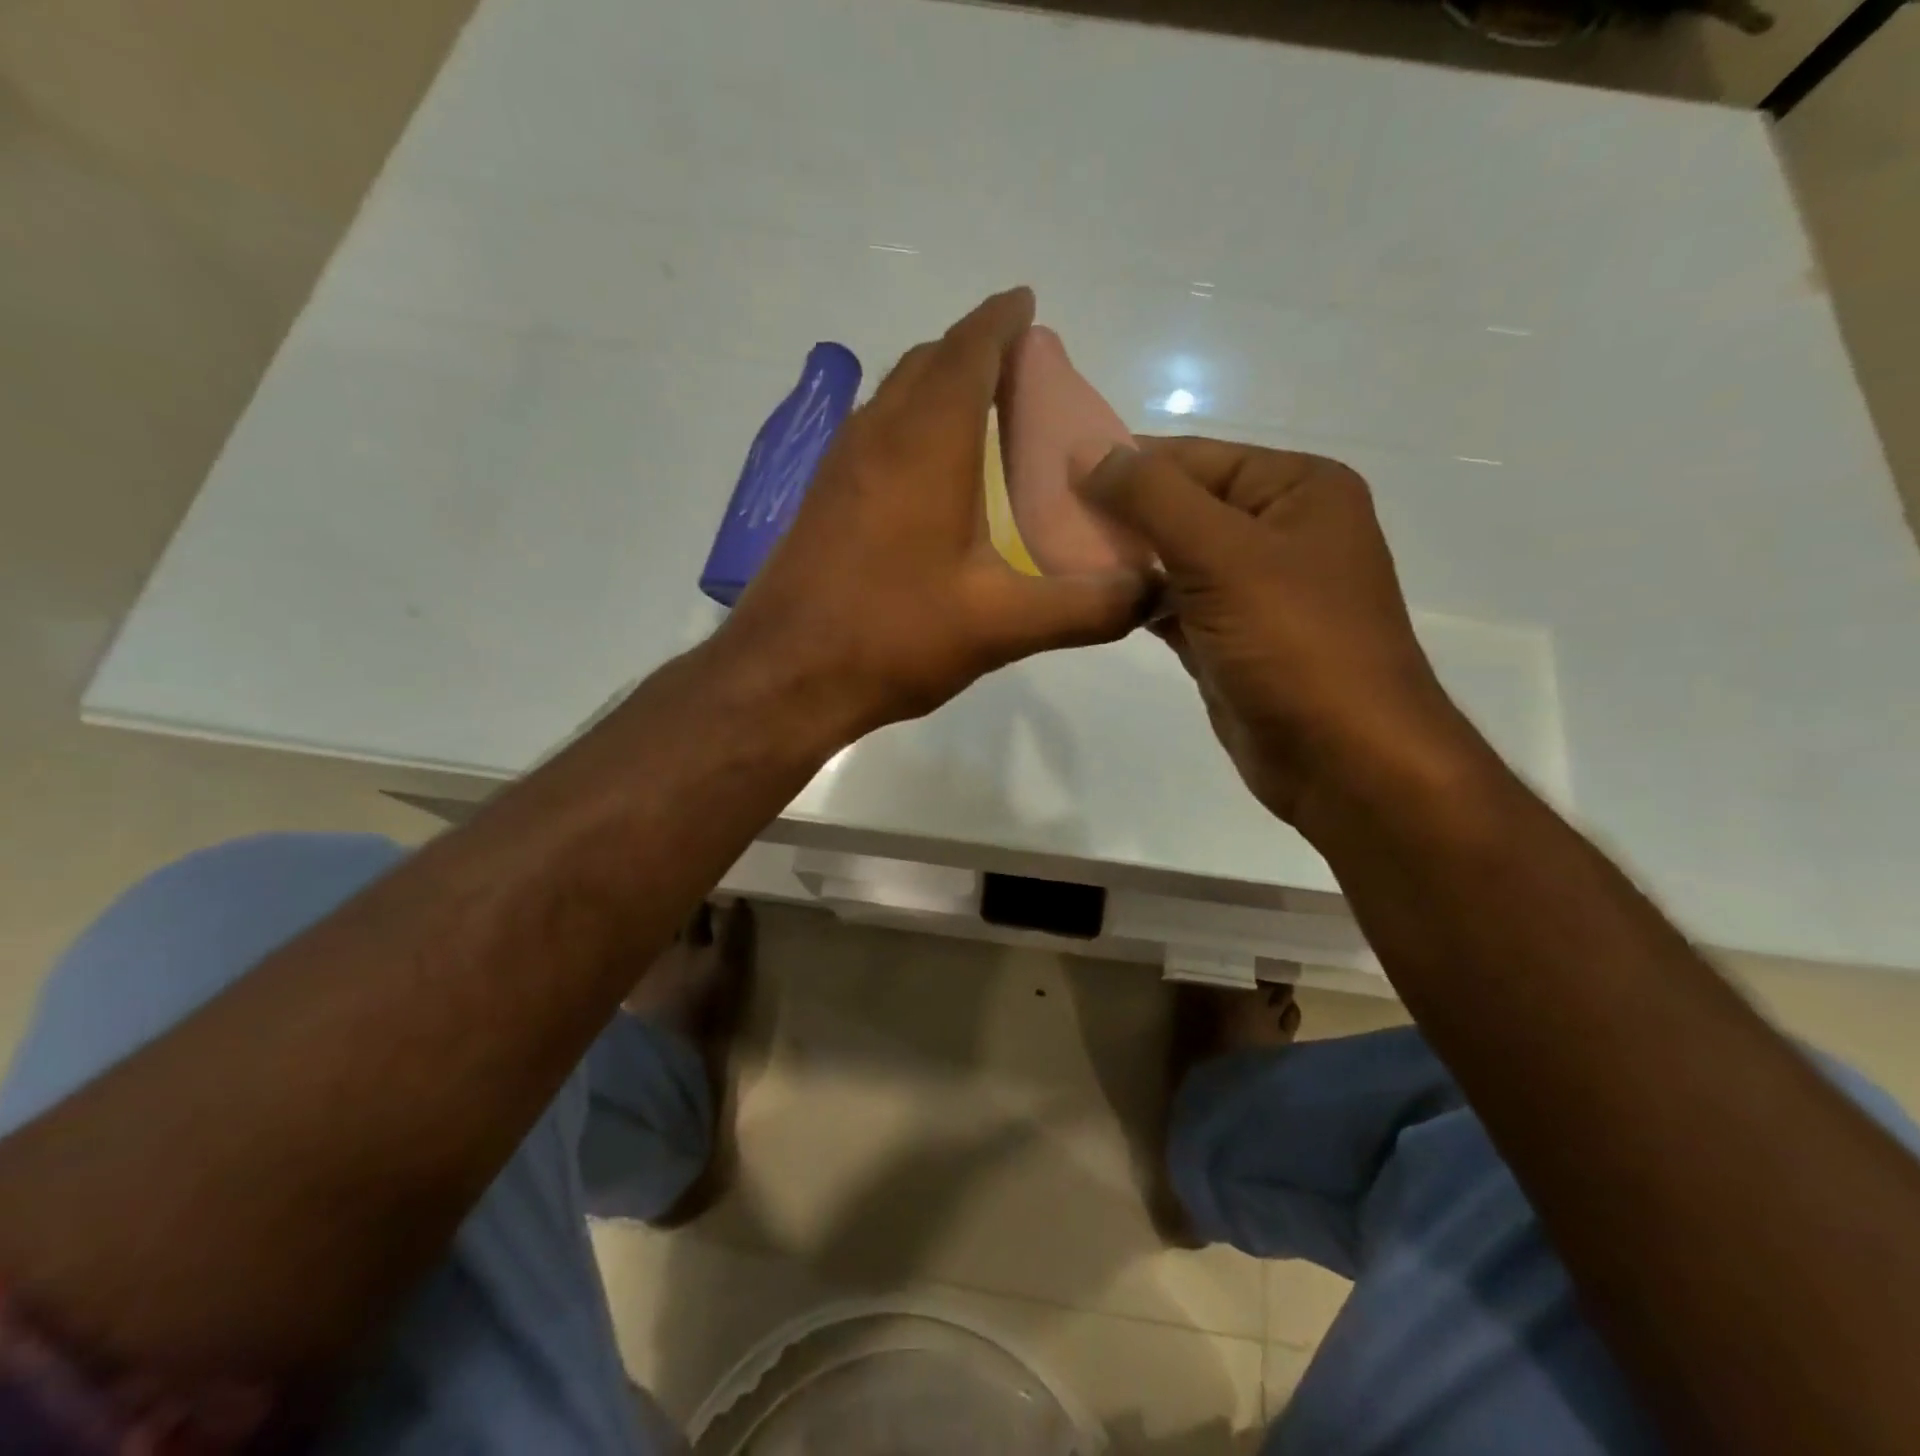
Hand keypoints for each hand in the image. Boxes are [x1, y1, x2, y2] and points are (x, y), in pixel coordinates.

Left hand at [716, 289, 1152, 742]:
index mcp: (927, 442)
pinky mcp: (822, 500)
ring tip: (987, 416)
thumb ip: (1085, 607)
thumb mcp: (1001, 626)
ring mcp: (840, 466)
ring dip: (939, 388)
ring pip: (895, 397)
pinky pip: (874, 436)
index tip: (1029, 306)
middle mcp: (878, 434)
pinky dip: (911, 428)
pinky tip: (933, 478)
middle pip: (929, 363)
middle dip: (976, 351)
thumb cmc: (893, 636)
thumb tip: (1153, 591)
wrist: (784, 676)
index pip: (969, 348)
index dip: (1002, 320)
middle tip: (1025, 374)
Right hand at [1078, 437, 1479, 828]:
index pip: (1193, 457)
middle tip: (1043, 521)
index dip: (1123, 464)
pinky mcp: (1229, 637)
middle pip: (1180, 506)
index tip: (1051, 475)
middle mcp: (1277, 529)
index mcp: (1295, 489)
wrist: (1342, 759)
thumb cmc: (1293, 643)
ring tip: (1054, 558)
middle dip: (1117, 515)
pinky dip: (1136, 601)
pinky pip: (1173, 604)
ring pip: (1172, 558)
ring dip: (1121, 560)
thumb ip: (1152, 498)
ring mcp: (1253, 588)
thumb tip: (1087, 452)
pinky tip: (1090, 599)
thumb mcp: (1222, 555)